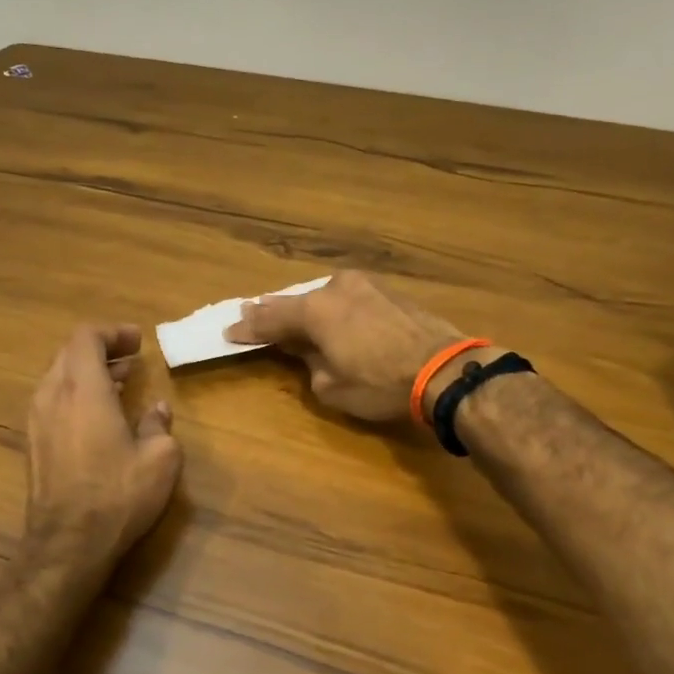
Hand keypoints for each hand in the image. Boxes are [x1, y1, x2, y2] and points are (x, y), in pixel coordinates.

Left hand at [22, 324, 181, 573]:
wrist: (68, 543)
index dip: (112, 332)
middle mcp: (52, 395)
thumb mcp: (159, 458)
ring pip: (58, 377)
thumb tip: (157, 409)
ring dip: (88, 372)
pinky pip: (52, 401)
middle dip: (101, 350)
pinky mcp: (32, 443)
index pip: (87, 337)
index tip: (138, 341)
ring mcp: (37, 420)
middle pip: (69, 353)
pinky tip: (99, 415)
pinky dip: (75, 394)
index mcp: (83, 388)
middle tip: (132, 359)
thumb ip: (158, 425)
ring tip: (119, 383)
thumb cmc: (118, 494)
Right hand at [225, 271, 476, 421]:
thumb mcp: (331, 387)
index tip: (228, 331)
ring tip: (286, 312)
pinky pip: (347, 299)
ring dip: (305, 308)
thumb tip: (308, 351)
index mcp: (315, 310)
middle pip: (294, 301)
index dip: (248, 328)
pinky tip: (328, 314)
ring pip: (323, 297)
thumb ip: (309, 364)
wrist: (445, 370)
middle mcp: (335, 289)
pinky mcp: (388, 292)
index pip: (270, 319)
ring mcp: (365, 286)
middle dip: (271, 311)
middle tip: (249, 313)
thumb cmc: (380, 383)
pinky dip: (332, 308)